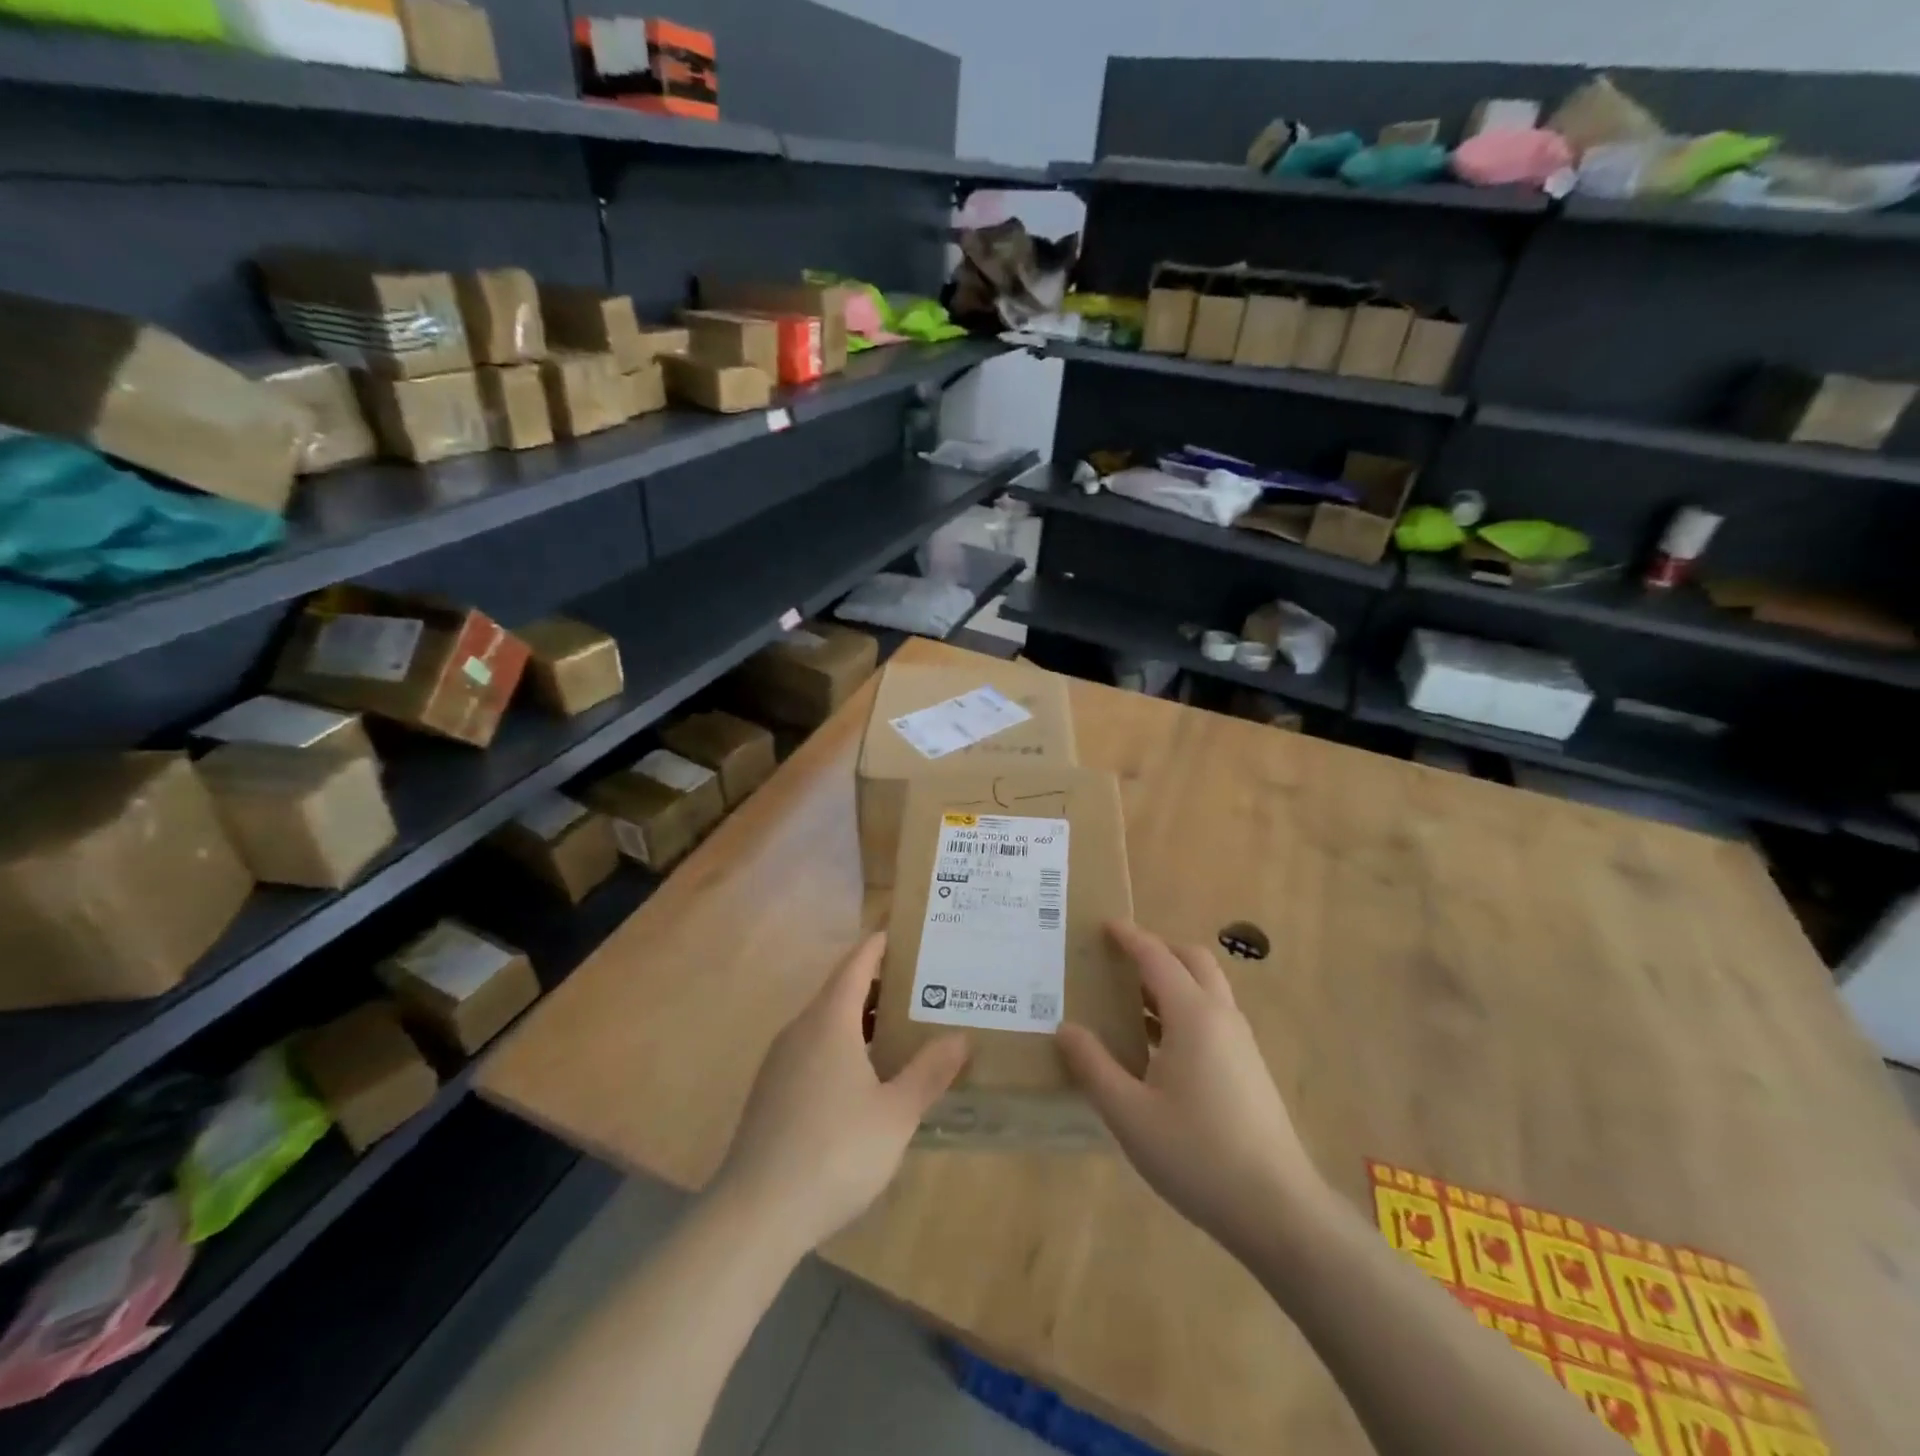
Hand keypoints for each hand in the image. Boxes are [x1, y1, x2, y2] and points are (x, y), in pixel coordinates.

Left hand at [710, 934, 968, 1253]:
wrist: (755, 1215)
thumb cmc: (835, 1152)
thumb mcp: (896, 1114)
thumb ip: (929, 1072)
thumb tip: (961, 1037)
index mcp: (829, 1021)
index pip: (856, 964)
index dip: (880, 945)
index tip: (908, 934)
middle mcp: (800, 1030)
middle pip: (841, 990)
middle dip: (879, 985)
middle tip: (922, 987)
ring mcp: (780, 1062)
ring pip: (825, 1023)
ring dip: (861, 1019)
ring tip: (900, 1030)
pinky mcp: (771, 1092)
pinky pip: (813, 1050)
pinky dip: (842, 1046)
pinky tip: (865, 1078)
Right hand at [1057, 922, 1326, 1258]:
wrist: (1278, 1210)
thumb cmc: (1197, 1155)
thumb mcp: (1129, 1113)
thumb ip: (1093, 1066)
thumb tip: (1066, 1028)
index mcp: (1193, 1016)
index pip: (1157, 958)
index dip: (1130, 937)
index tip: (1104, 925)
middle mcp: (1221, 1017)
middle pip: (1192, 961)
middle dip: (1157, 950)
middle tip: (1120, 960)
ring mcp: (1241, 1043)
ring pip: (1206, 989)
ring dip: (1171, 981)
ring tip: (1129, 1002)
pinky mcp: (1249, 1068)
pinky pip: (1213, 1017)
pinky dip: (1184, 1009)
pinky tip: (1157, 1047)